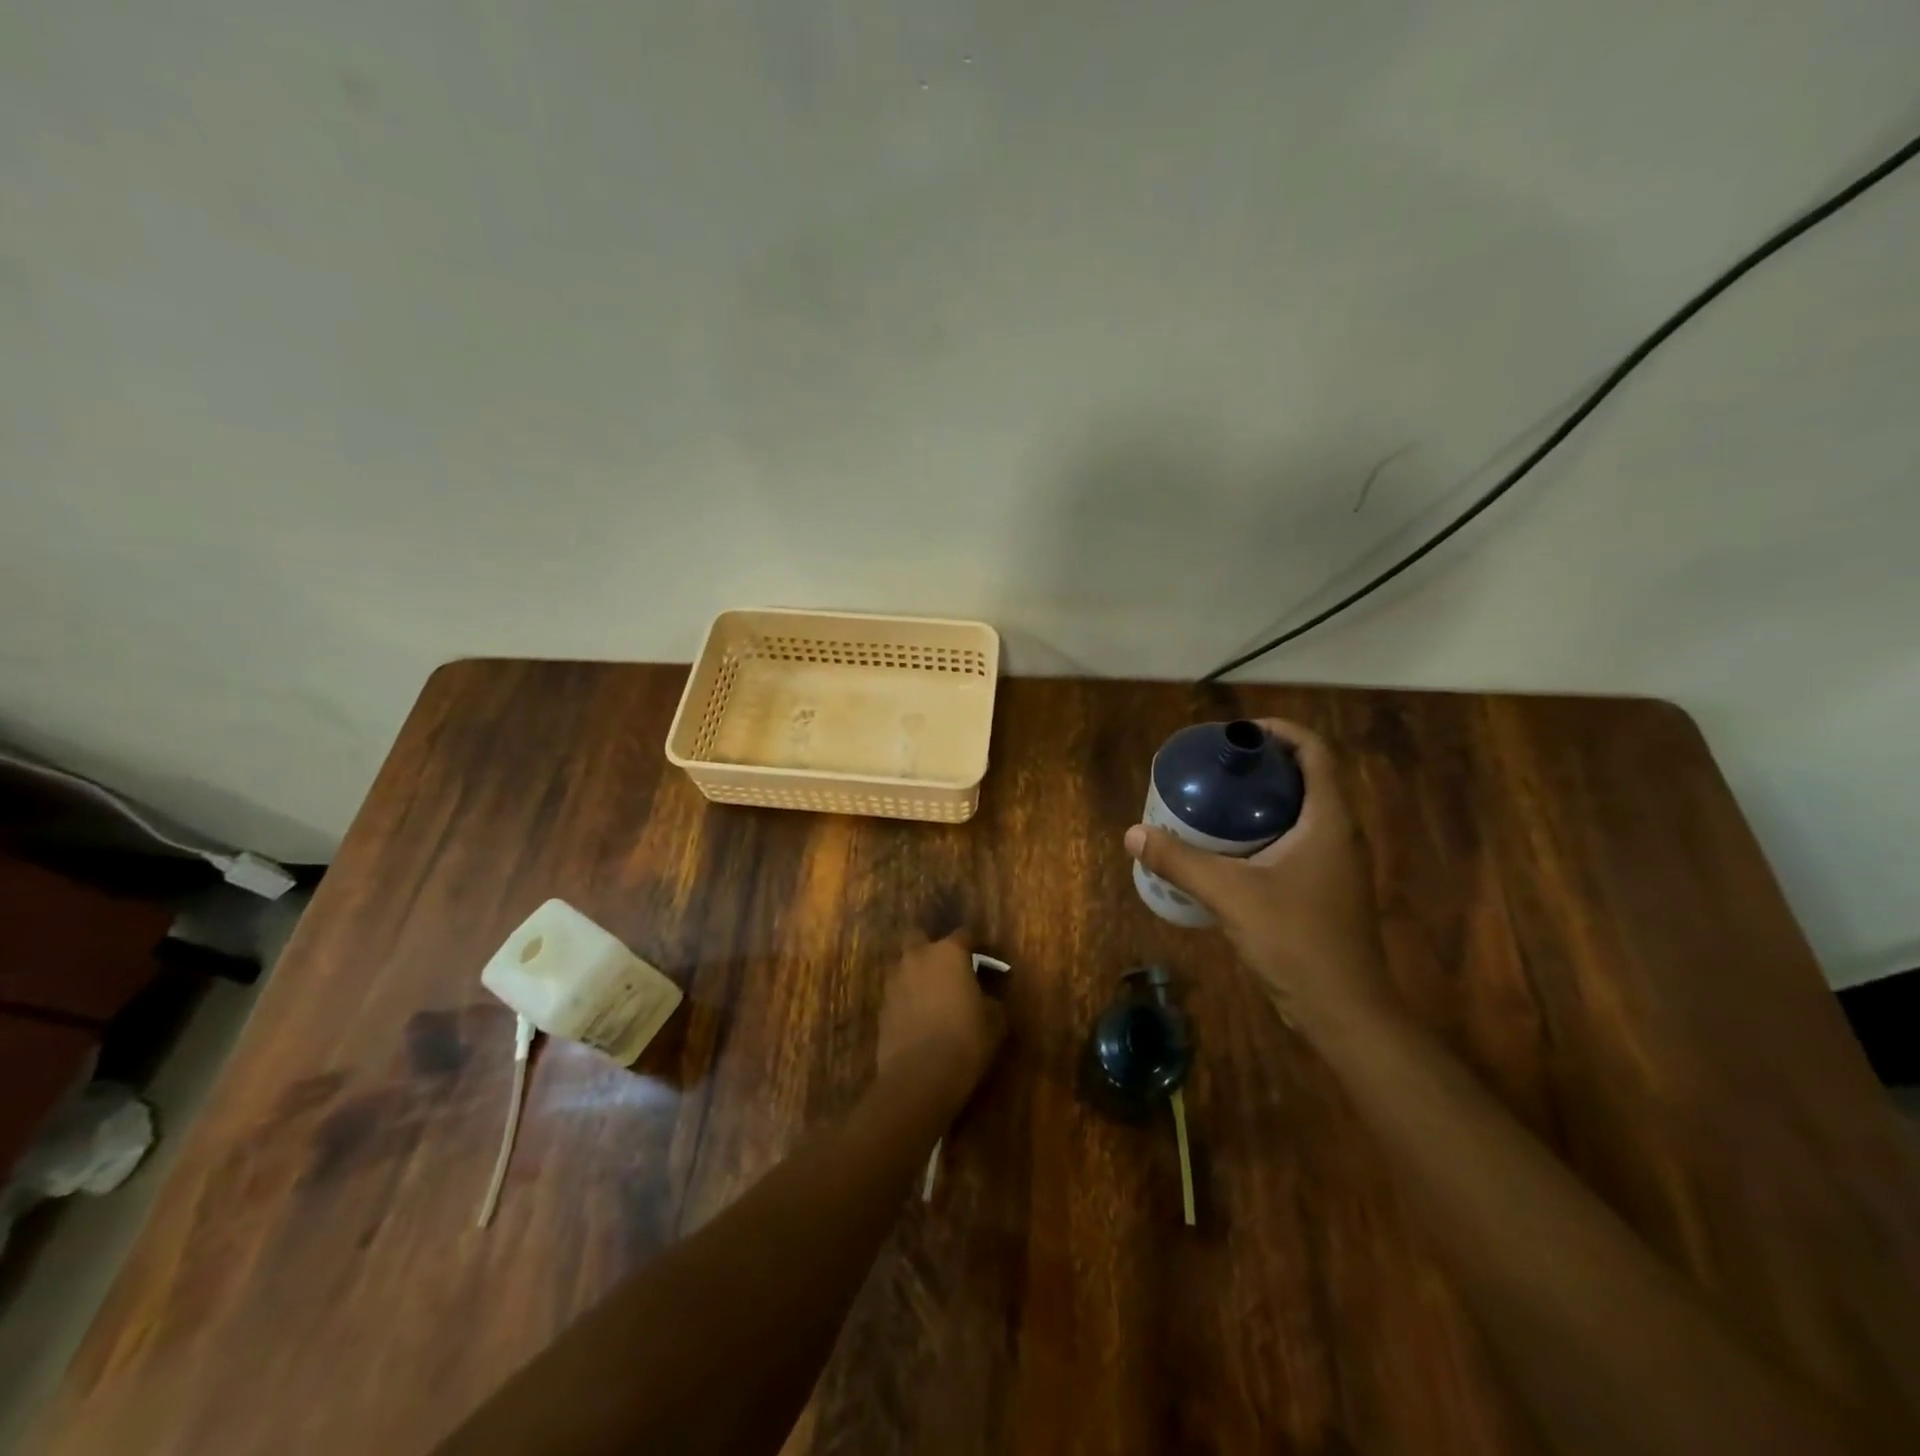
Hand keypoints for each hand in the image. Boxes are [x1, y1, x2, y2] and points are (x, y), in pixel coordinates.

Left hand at [876, 931, 1005, 1108]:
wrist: (920, 1075)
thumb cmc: (966, 1040)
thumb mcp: (995, 1021)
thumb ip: (990, 1000)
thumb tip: (986, 997)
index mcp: (949, 953)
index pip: (964, 935)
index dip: (974, 946)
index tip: (983, 960)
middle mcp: (918, 957)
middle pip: (919, 937)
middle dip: (930, 948)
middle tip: (946, 970)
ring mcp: (895, 981)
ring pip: (903, 965)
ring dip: (915, 974)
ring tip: (930, 996)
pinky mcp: (881, 1006)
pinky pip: (895, 993)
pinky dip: (905, 1000)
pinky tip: (916, 1019)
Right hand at [1125, 719, 1396, 1038]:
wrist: (1343, 1010)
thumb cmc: (1296, 940)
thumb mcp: (1230, 894)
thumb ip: (1180, 861)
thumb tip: (1133, 833)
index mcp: (1328, 820)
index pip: (1315, 752)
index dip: (1280, 732)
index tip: (1238, 734)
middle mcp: (1338, 834)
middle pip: (1305, 778)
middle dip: (1262, 766)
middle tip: (1216, 768)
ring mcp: (1334, 864)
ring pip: (1299, 813)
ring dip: (1261, 801)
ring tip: (1214, 802)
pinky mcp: (1323, 890)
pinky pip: (1293, 842)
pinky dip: (1262, 832)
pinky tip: (1226, 851)